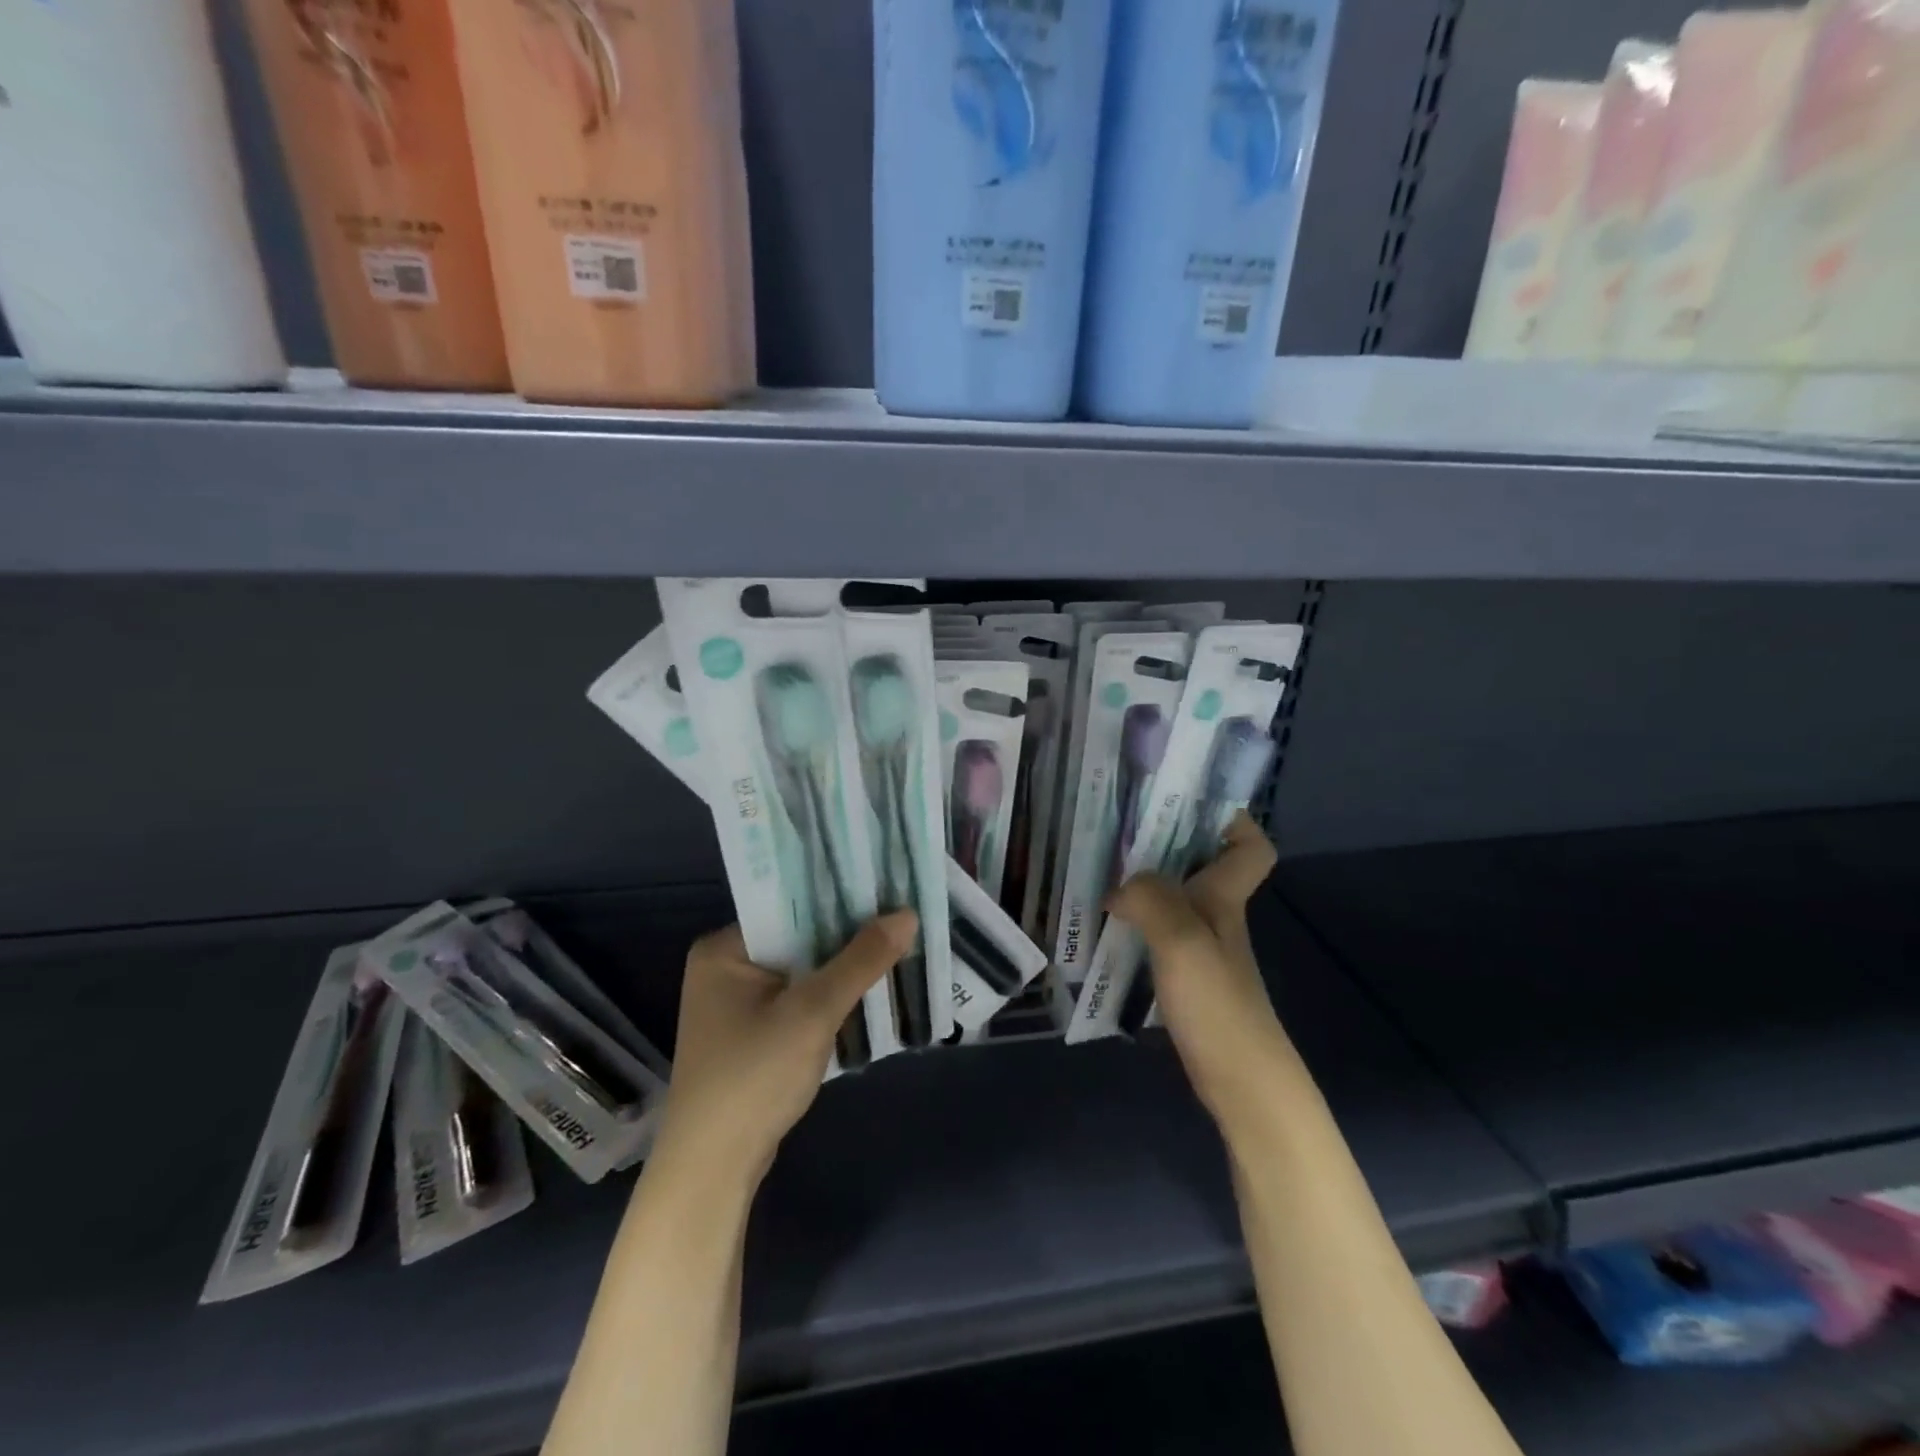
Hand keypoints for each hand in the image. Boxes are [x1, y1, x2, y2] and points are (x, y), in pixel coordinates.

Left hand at [652, 912, 917, 1185]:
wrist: (713, 1170)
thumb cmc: (754, 1077)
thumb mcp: (813, 1012)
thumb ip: (860, 960)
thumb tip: (907, 914)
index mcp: (724, 949)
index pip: (789, 906)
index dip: (838, 899)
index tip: (885, 890)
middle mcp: (725, 967)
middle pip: (798, 938)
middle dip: (846, 937)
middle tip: (899, 919)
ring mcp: (736, 1004)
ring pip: (801, 970)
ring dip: (841, 969)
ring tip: (894, 947)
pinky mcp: (751, 1033)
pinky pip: (797, 998)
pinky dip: (828, 997)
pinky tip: (867, 991)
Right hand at [1105, 813, 1293, 1129]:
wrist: (1242, 1082)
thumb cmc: (1219, 1005)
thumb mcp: (1184, 942)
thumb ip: (1151, 900)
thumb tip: (1118, 886)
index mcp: (1225, 897)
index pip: (1251, 846)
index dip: (1231, 819)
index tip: (1186, 801)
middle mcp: (1217, 914)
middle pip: (1203, 863)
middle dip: (1166, 840)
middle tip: (1117, 826)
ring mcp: (1202, 946)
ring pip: (1177, 895)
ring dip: (1146, 879)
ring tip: (1099, 867)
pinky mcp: (1186, 974)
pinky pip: (1160, 929)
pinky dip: (1137, 919)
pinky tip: (1106, 923)